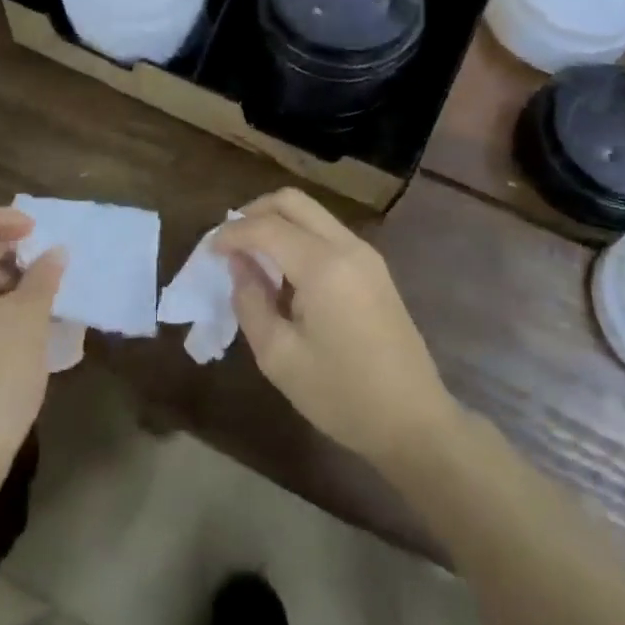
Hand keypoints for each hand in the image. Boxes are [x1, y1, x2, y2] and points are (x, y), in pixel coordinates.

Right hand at [216, 188, 460, 473]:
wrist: (415, 423)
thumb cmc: (342, 396)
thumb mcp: (279, 357)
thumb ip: (251, 302)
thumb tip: (239, 265)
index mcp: (323, 266)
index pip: (266, 227)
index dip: (231, 234)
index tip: (209, 252)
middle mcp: (346, 246)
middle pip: (292, 201)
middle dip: (254, 213)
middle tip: (230, 242)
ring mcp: (365, 255)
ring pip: (311, 213)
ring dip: (277, 223)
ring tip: (253, 257)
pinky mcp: (375, 269)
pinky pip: (327, 232)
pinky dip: (298, 237)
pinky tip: (285, 272)